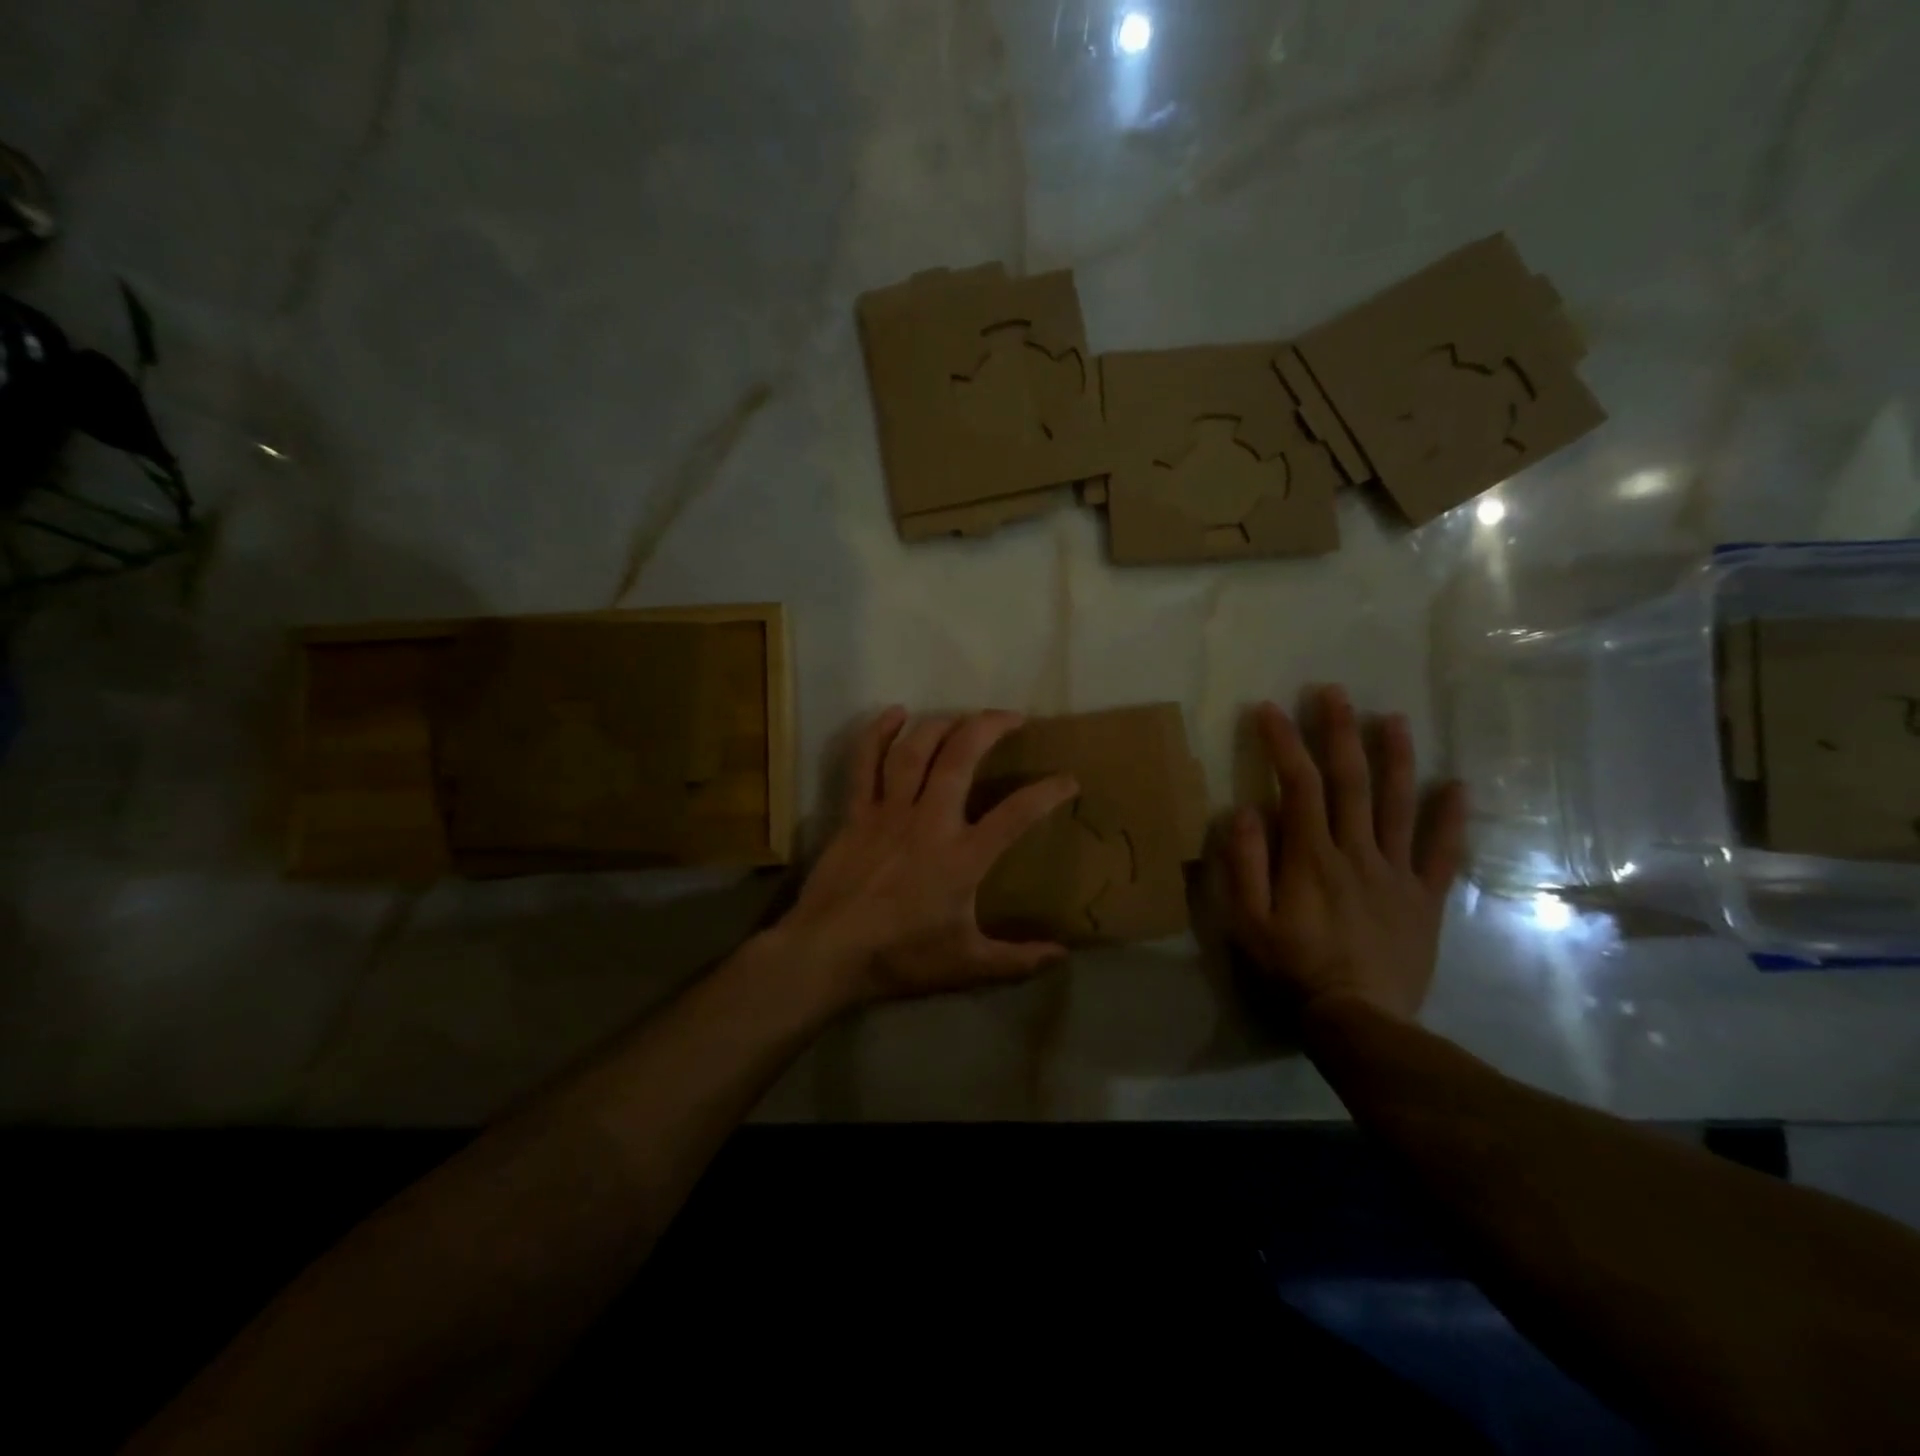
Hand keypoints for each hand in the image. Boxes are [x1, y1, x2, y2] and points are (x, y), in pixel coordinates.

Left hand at [777, 707, 1079, 1007]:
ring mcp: (890, 812)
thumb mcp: (967, 965)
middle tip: (1012, 718)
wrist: (828, 952)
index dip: (1047, 793)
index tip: (1069, 779)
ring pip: (916, 750)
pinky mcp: (857, 813)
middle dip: (990, 728)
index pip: (1016, 814)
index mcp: (962, 856)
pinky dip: (879, 733)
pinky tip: (895, 713)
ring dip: (942, 725)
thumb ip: (1017, 960)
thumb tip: (1062, 956)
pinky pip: (866, 762)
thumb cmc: (901, 957)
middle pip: (961, 757)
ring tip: (962, 717)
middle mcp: (929, 821)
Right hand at [1223, 686, 1467, 1023]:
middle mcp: (1357, 853)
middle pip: (1351, 782)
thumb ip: (1246, 865)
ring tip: (1393, 718)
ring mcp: (1397, 874)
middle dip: (1339, 732)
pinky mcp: (1425, 899)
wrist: (1360, 1021)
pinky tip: (1456, 787)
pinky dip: (1450, 818)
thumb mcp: (1248, 923)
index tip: (1270, 709)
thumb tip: (1245, 810)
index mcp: (1311, 857)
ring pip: (1400, 805)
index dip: (1283, 743)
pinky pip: (1441, 853)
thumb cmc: (1293, 970)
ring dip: (1396, 758)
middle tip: (1334, 692)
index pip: (1298, 786)